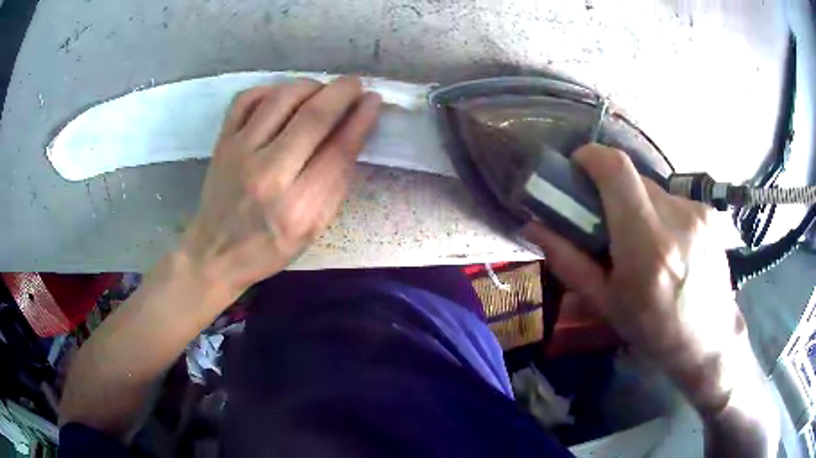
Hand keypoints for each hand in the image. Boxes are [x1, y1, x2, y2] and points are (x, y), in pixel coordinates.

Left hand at [179, 77, 381, 305]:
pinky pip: (247, 98)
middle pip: (313, 116)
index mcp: (298, 207)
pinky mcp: (222, 142)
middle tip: (354, 85)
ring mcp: (240, 153)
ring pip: (282, 98)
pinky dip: (271, 89)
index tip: (373, 101)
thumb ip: (335, 182)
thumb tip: (354, 131)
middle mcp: (268, 174)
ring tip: (320, 92)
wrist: (215, 253)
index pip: (338, 149)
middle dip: (341, 92)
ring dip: (310, 86)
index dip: (361, 118)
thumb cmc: (268, 247)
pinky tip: (283, 96)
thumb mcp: (312, 229)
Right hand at [523, 144, 743, 415]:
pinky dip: (660, 215)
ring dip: (638, 207)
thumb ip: (569, 261)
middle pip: (632, 179)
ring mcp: (697, 212)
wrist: (709, 341)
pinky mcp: (708, 212)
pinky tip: (668, 247)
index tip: (577, 169)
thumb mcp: (606, 304)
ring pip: (653, 190)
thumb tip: (534, 226)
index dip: (591, 157)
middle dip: (612, 193)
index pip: (616, 170)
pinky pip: (672, 201)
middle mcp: (676, 219)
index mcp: (647, 246)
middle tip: (608, 226)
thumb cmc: (655, 331)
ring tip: (643, 244)